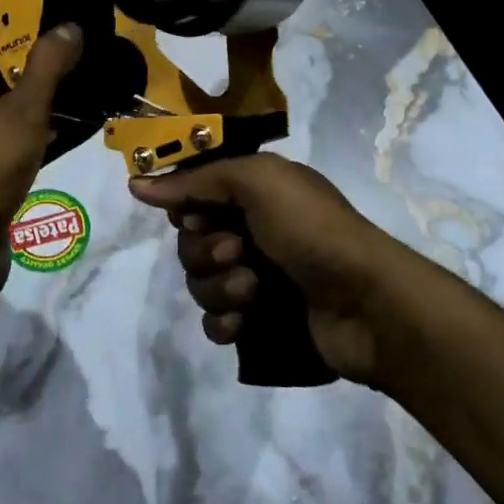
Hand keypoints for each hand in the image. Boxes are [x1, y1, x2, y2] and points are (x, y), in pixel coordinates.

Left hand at [0, 21, 83, 302]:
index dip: (26, 25)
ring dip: (50, 98)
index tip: (67, 18)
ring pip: (13, 107)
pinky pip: (18, 138)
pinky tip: (82, 123)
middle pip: (2, 71)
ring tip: (96, 80)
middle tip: (92, 48)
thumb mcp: (20, 109)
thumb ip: (48, 65)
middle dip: (45, 63)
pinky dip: (45, 130)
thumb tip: (70, 26)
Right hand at [129, 153, 405, 384]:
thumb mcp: (260, 183)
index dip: (187, 208)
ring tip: (252, 291)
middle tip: (238, 252)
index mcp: (254, 194)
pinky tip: (244, 323)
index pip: (193, 197)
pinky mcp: (259, 323)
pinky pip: (214, 322)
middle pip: (189, 242)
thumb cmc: (314, 230)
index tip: (197, 215)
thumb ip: (197, 180)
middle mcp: (251, 232)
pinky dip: (224, 322)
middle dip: (205, 251)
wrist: (367, 303)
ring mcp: (255, 279)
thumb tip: (137, 185)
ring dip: (218, 287)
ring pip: (198, 283)